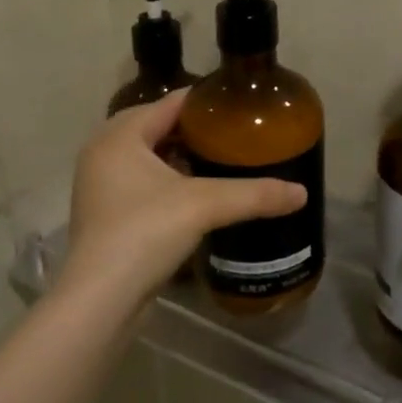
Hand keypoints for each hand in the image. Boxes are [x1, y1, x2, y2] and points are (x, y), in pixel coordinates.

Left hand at [58, 90, 306, 308]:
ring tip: (223, 162)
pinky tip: (199, 195)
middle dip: (197, 131)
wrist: (100, 300)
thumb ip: (254, 194)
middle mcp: (104, 152)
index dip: (207, 103)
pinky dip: (169, 182)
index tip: (242, 107)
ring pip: (149, 157)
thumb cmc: (144, 233)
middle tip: (238, 135)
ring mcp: (101, 186)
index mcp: (120, 135)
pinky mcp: (106, 215)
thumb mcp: (204, 205)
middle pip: (158, 127)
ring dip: (181, 157)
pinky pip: (143, 183)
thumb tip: (302, 192)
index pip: (170, 102)